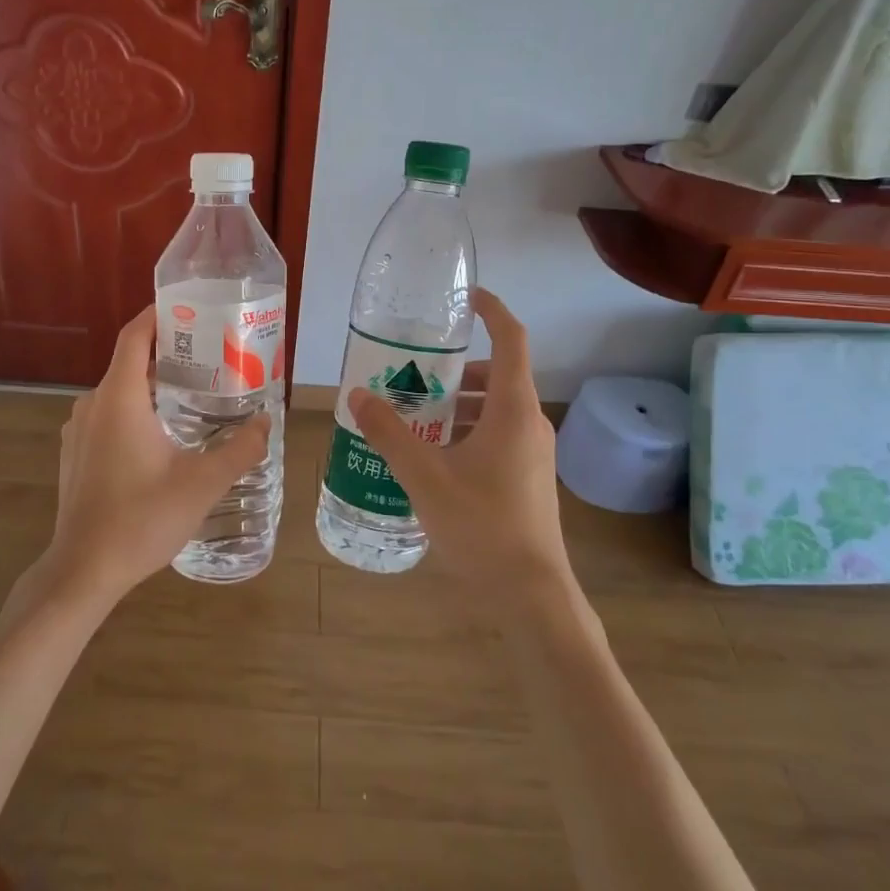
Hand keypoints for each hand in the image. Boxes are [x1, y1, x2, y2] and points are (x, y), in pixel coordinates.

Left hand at [41, 306, 270, 605]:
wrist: (83, 570)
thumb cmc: (141, 519)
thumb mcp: (202, 484)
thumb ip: (240, 450)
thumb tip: (266, 422)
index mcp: (119, 399)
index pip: (134, 336)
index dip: (158, 315)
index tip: (189, 308)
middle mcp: (93, 405)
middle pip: (129, 361)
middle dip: (168, 354)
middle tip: (209, 358)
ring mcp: (79, 430)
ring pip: (119, 391)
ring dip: (152, 385)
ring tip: (193, 395)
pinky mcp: (75, 454)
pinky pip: (108, 415)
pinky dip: (135, 410)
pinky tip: (162, 436)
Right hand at [348, 289, 571, 615]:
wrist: (530, 592)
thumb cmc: (481, 525)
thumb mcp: (424, 475)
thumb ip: (389, 432)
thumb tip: (357, 395)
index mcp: (514, 409)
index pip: (511, 339)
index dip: (491, 310)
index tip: (464, 298)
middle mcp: (530, 422)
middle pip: (496, 375)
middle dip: (454, 369)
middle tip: (411, 372)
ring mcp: (532, 452)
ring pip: (494, 409)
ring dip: (457, 403)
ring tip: (411, 414)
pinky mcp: (527, 476)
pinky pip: (496, 434)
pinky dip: (466, 430)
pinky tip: (431, 455)